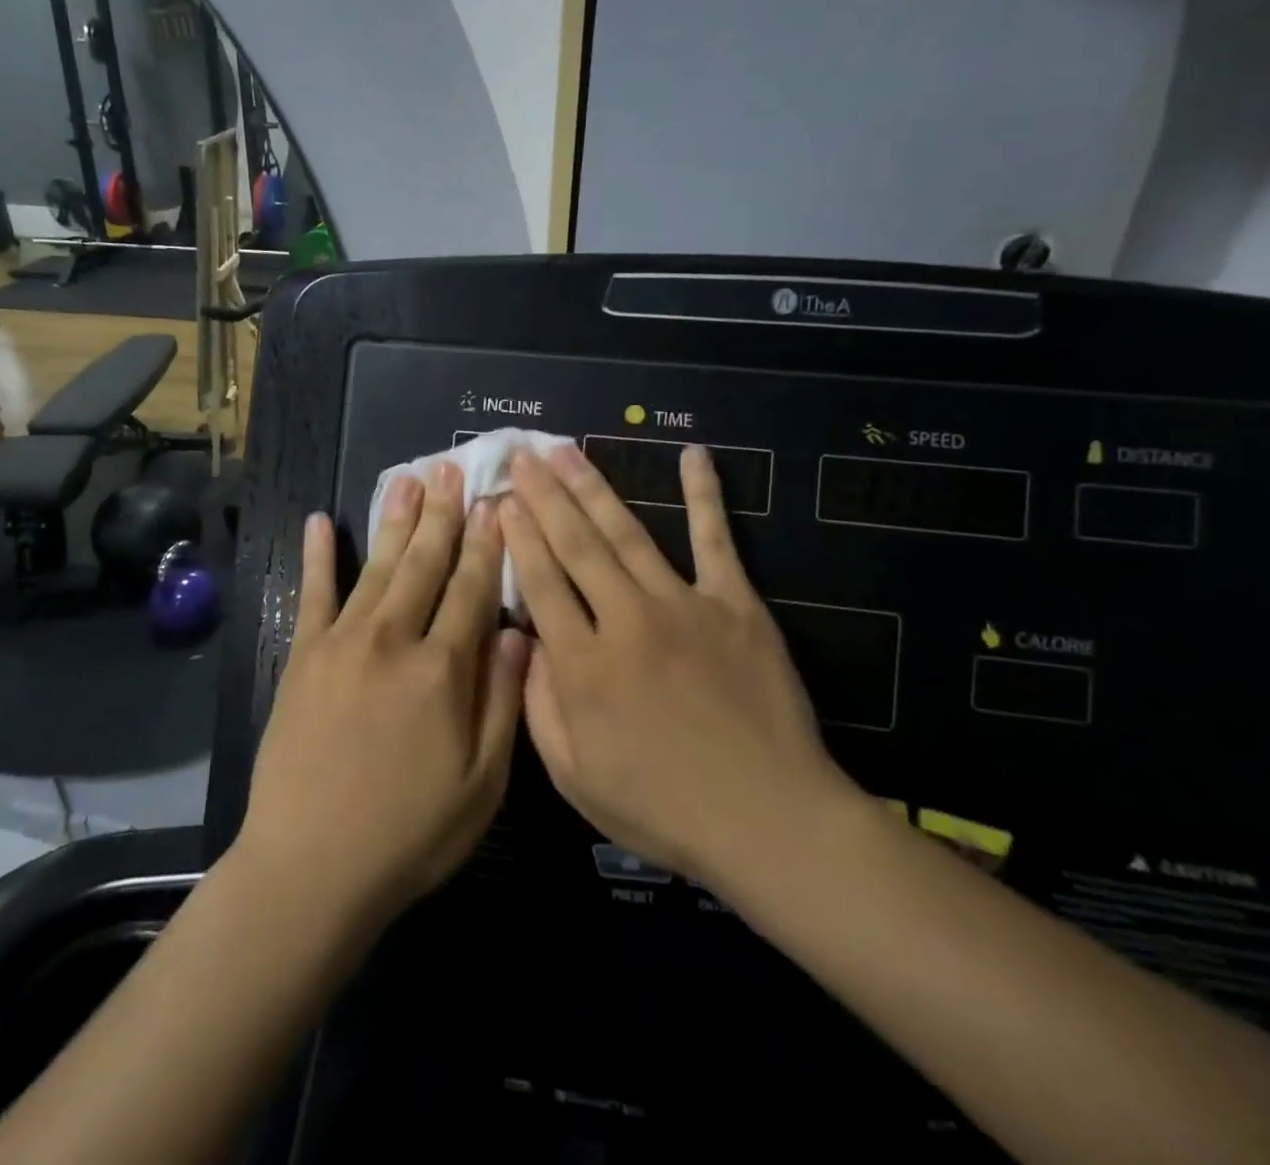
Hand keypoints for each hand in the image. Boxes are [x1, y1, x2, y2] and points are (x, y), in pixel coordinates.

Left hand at [234, 463, 527, 931]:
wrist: (311, 868)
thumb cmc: (409, 834)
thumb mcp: (482, 784)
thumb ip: (501, 700)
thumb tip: (515, 631)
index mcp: (443, 670)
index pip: (472, 589)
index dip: (486, 544)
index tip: (495, 503)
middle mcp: (394, 640)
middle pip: (426, 563)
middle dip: (443, 513)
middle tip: (451, 467)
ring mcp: (343, 643)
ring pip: (379, 567)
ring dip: (396, 519)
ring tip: (408, 478)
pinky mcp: (302, 657)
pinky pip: (312, 594)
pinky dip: (318, 556)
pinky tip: (322, 521)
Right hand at [500, 443, 862, 896]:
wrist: (768, 820)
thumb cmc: (663, 807)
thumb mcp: (575, 777)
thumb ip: (539, 705)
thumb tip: (526, 641)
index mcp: (584, 665)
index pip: (541, 582)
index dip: (518, 536)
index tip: (500, 500)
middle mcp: (626, 620)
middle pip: (576, 545)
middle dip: (544, 495)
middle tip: (523, 454)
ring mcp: (683, 605)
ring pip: (627, 533)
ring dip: (592, 487)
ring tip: (566, 450)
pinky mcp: (735, 604)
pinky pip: (715, 539)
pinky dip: (704, 494)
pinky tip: (693, 454)